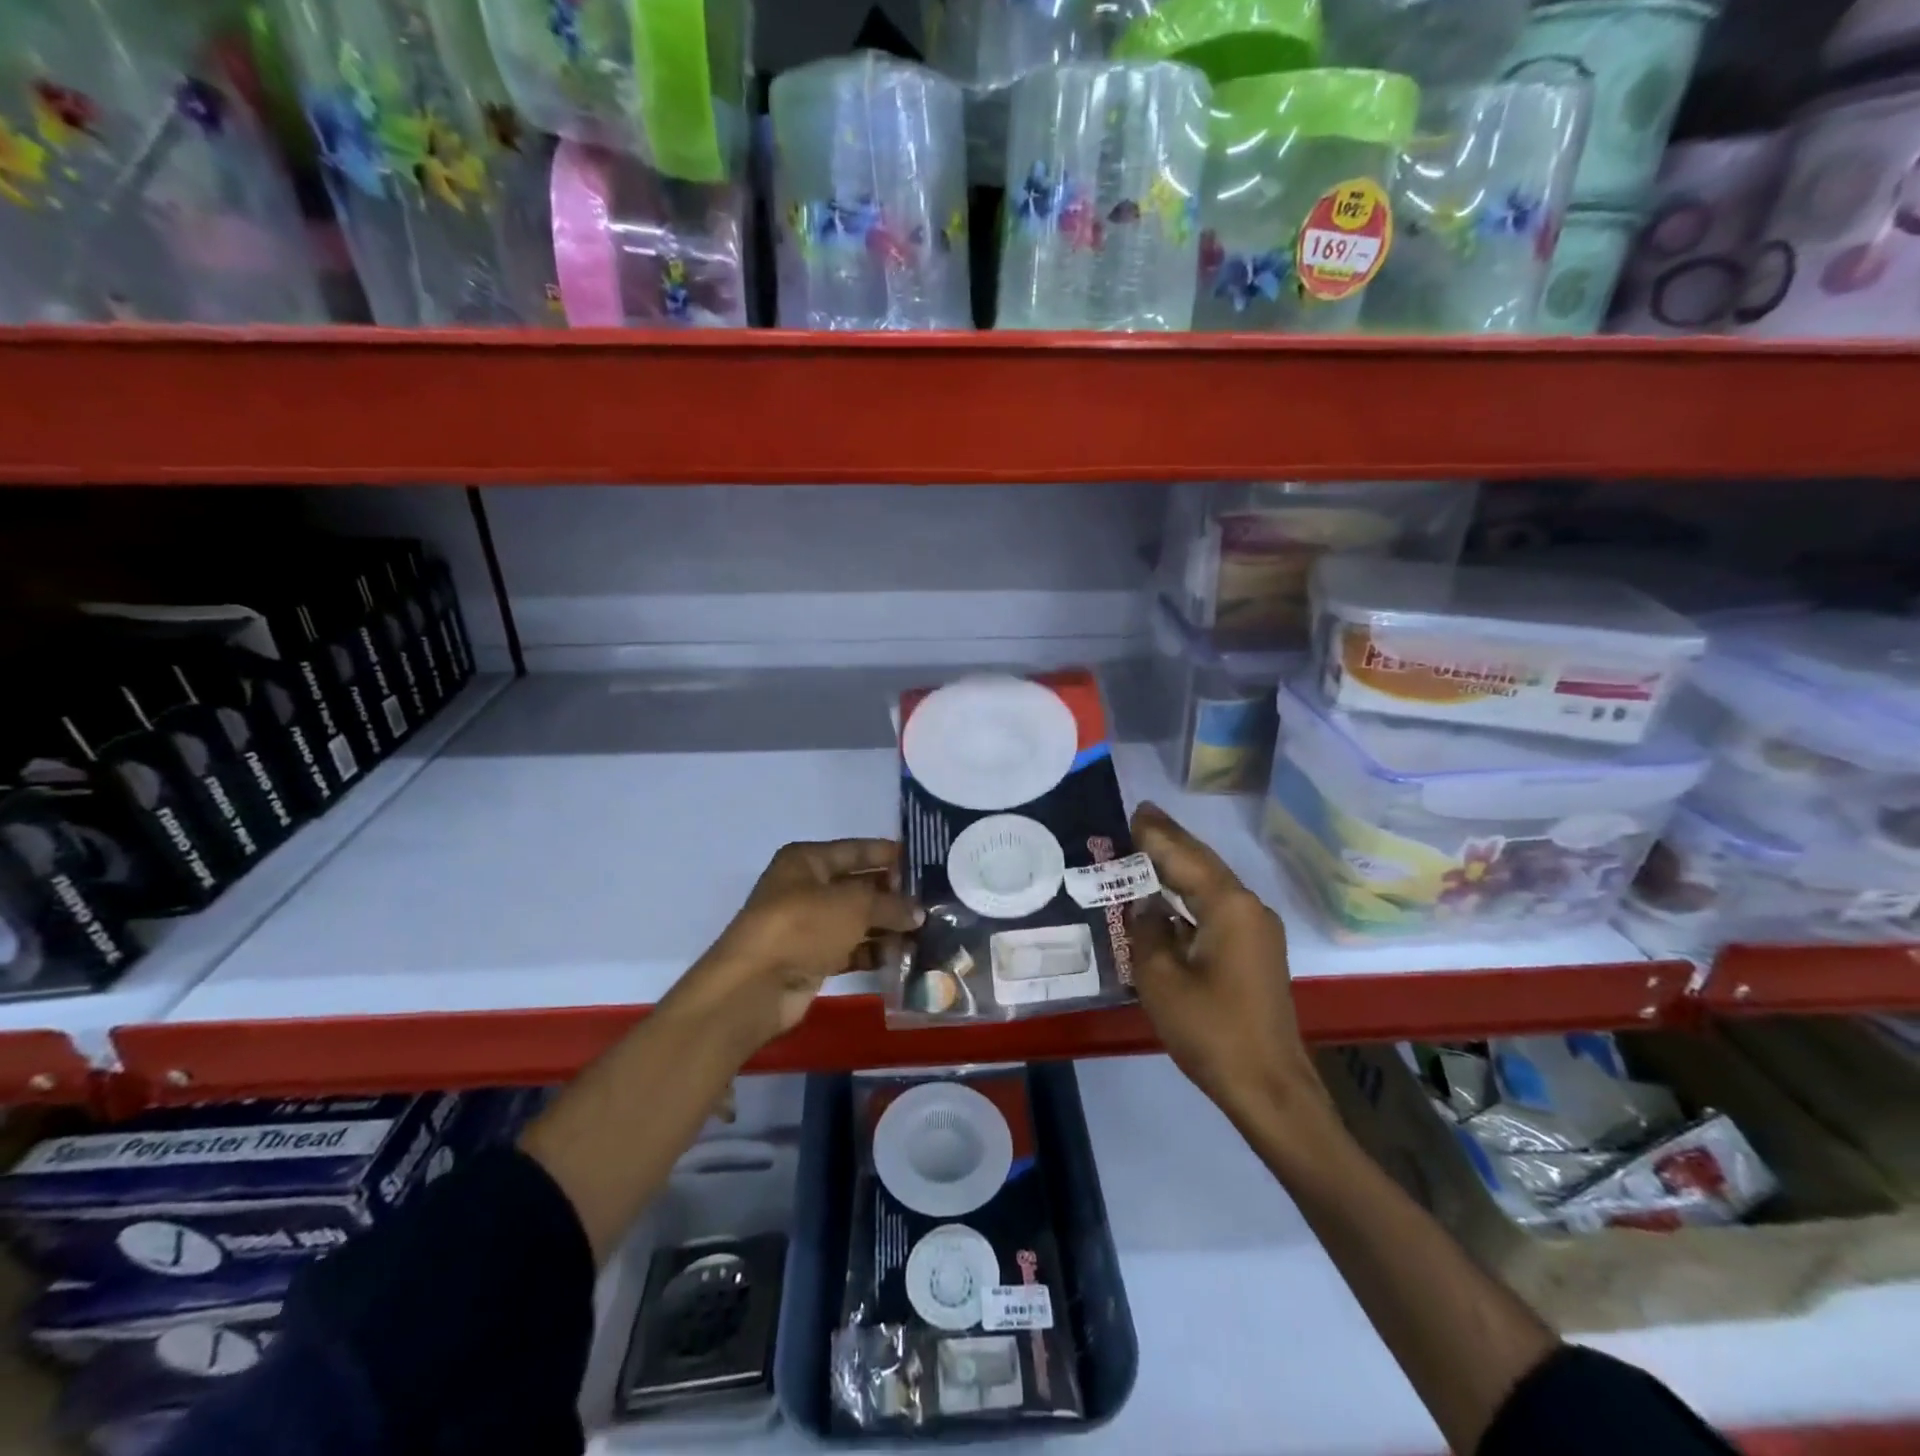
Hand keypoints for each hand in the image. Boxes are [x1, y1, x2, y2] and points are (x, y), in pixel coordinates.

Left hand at [669, 839, 922, 1054]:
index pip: (856, 850)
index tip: (924, 862)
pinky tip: (904, 957)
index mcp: (807, 860)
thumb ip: (891, 904)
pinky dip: (874, 952)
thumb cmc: (803, 926)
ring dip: (887, 926)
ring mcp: (807, 925)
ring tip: (927, 931)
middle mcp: (806, 888)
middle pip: (858, 885)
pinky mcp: (811, 959)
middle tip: (934, 901)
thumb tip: (919, 912)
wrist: (755, 986)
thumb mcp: (854, 905)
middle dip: (893, 894)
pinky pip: (850, 949)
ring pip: (856, 920)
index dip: (888, 855)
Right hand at [1127, 803, 1327, 1129]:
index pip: (1185, 857)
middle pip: (1203, 864)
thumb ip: (1147, 930)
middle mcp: (1249, 908)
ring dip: (1179, 867)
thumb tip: (1146, 906)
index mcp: (1229, 907)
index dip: (1156, 835)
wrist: (1268, 1087)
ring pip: (1211, 885)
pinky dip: (1189, 895)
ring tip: (1146, 846)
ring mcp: (1257, 931)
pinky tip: (1167, 896)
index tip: (1133, 810)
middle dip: (1171, 841)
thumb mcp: (1160, 978)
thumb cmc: (1210, 1030)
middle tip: (1139, 816)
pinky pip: (1216, 908)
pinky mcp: (1255, 952)